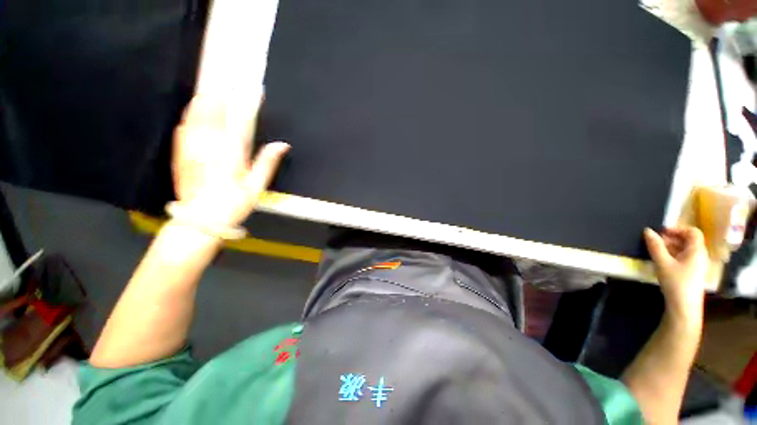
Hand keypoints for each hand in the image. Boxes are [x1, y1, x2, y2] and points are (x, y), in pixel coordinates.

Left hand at [172, 94, 289, 226]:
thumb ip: (268, 162)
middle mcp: (209, 143)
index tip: (256, 89)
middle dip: (223, 91)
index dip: (249, 101)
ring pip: (197, 112)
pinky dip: (192, 112)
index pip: (242, 119)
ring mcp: (191, 145)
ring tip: (214, 86)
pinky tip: (196, 108)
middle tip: (230, 78)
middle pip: (215, 109)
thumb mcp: (257, 186)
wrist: (199, 218)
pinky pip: (185, 124)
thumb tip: (283, 144)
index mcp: (231, 152)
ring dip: (206, 97)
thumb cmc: (233, 203)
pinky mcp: (180, 151)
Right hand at [644, 227, 707, 324]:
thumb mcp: (663, 263)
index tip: (661, 232)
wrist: (684, 308)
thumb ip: (655, 246)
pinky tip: (661, 261)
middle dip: (671, 238)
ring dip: (670, 247)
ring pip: (685, 250)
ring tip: (655, 251)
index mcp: (696, 250)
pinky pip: (683, 258)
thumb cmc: (676, 282)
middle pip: (688, 240)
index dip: (678, 229)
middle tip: (654, 242)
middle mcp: (699, 255)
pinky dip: (672, 256)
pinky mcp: (691, 274)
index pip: (692, 231)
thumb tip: (647, 230)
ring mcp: (696, 266)